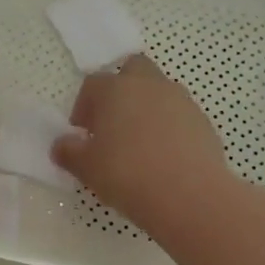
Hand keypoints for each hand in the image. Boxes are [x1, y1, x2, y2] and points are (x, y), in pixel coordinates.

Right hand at [53, 54, 231, 232]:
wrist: (189, 194)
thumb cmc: (127, 174)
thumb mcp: (87, 168)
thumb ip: (69, 152)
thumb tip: (61, 145)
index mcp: (115, 89)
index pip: (93, 84)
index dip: (84, 106)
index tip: (83, 133)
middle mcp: (149, 85)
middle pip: (132, 70)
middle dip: (121, 91)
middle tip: (113, 124)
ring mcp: (181, 100)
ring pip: (159, 92)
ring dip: (147, 108)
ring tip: (140, 144)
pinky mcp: (203, 121)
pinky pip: (180, 115)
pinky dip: (171, 127)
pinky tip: (165, 157)